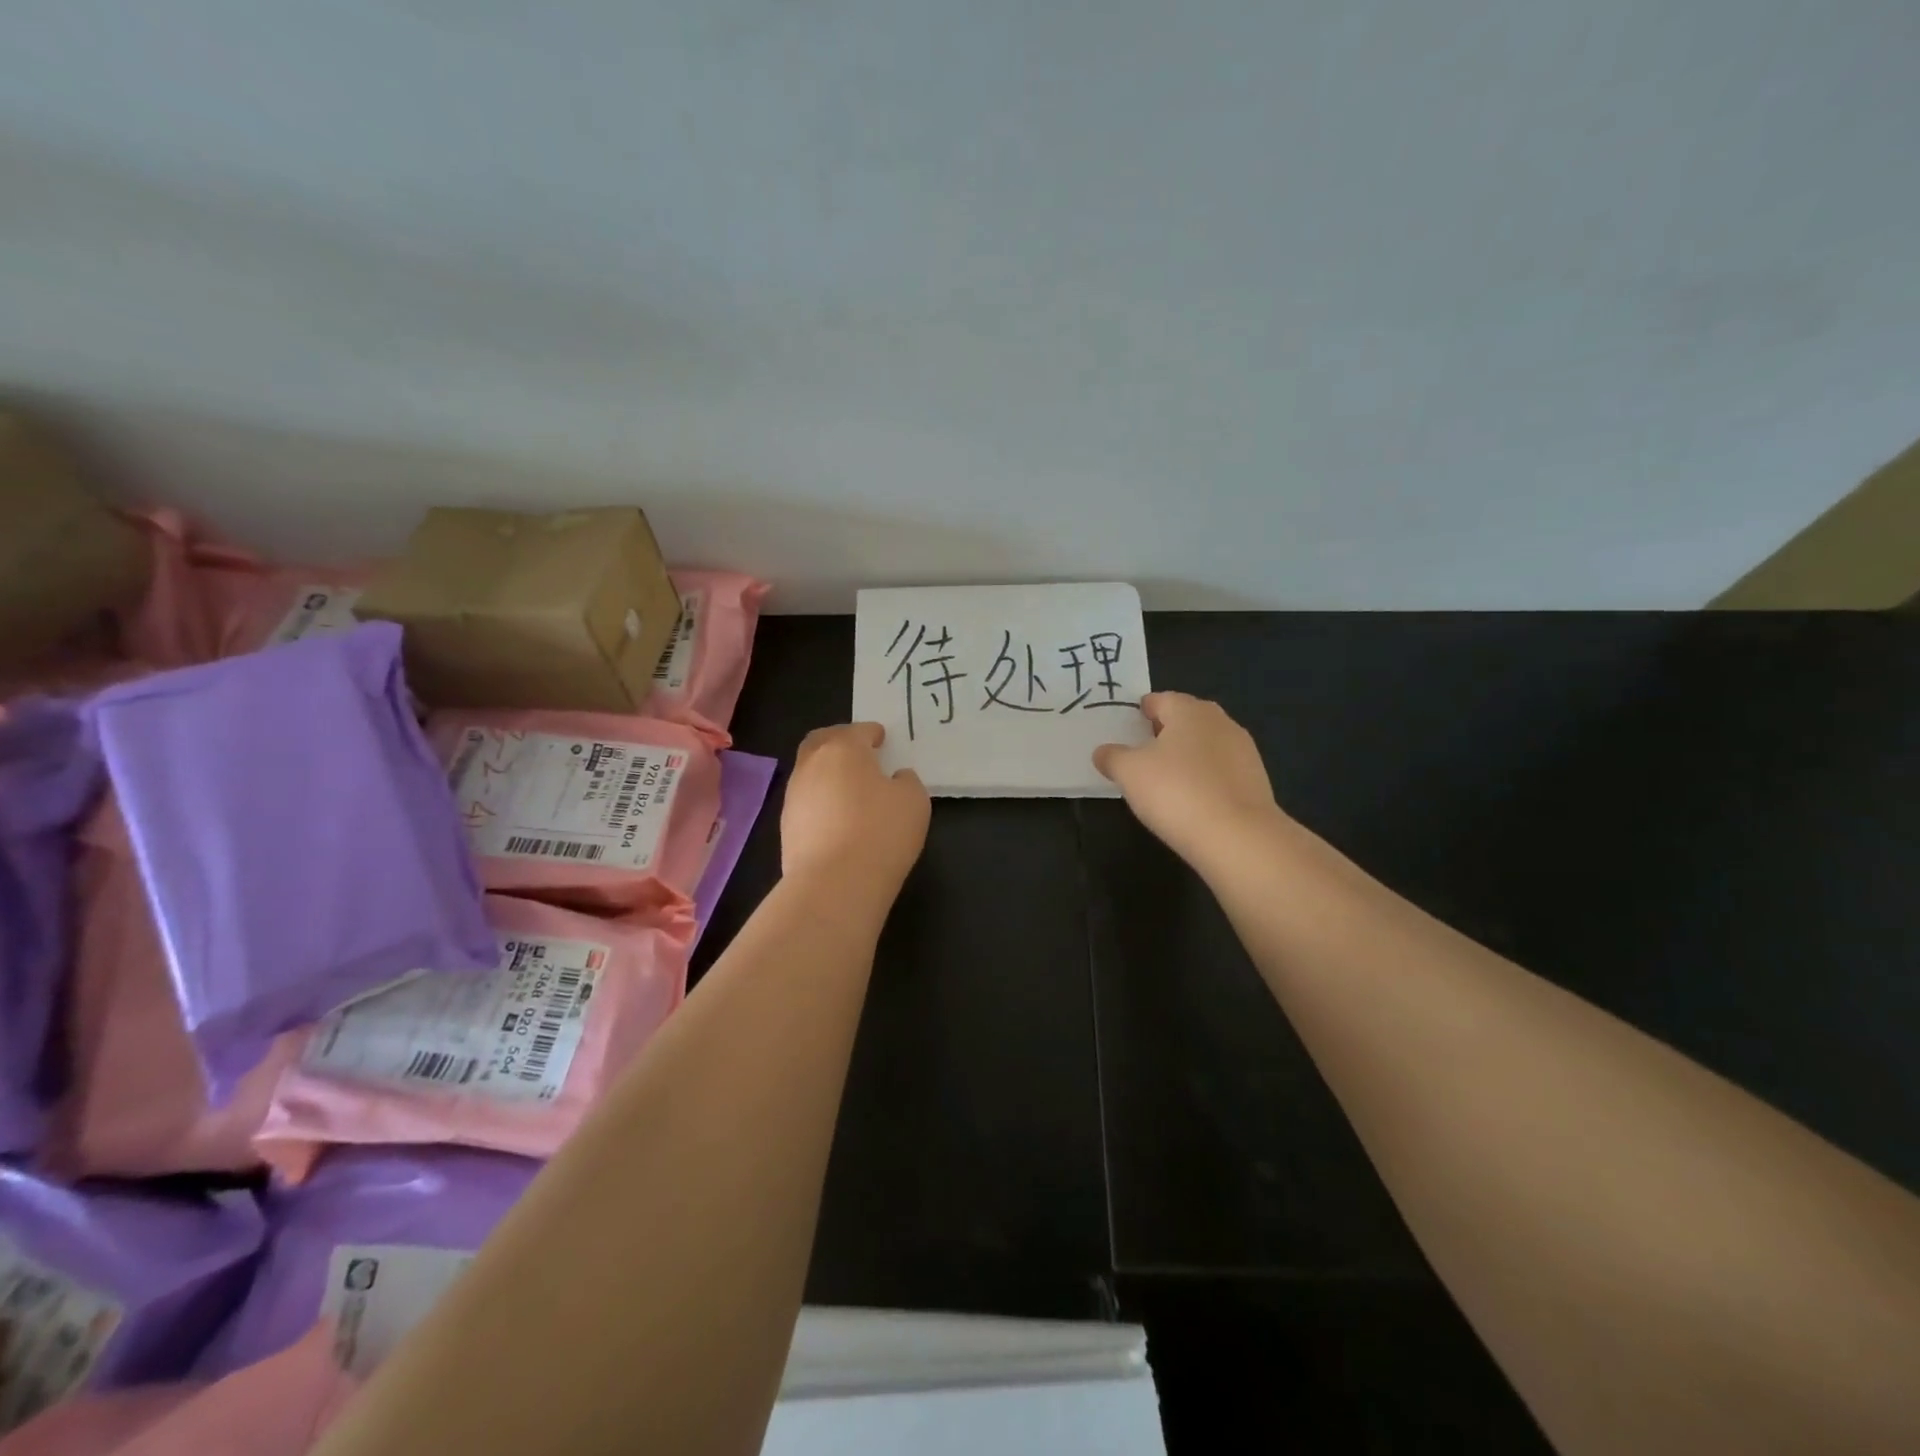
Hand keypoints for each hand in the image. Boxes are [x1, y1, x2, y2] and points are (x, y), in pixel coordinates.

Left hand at [782, 723, 930, 899]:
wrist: (834, 884)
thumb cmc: (881, 832)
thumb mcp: (914, 801)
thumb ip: (906, 782)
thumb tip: (895, 778)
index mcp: (844, 749)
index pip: (858, 731)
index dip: (871, 732)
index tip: (881, 738)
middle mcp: (812, 765)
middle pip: (821, 742)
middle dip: (838, 741)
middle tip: (857, 751)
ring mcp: (794, 796)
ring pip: (809, 772)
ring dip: (827, 773)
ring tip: (848, 787)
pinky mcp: (786, 827)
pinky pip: (806, 802)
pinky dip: (820, 800)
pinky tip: (837, 816)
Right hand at [1093, 692, 1279, 868]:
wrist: (1237, 837)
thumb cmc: (1176, 791)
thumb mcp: (1129, 773)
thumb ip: (1112, 757)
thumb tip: (1103, 752)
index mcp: (1190, 711)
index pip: (1162, 699)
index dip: (1143, 709)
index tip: (1130, 723)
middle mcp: (1221, 723)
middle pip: (1187, 719)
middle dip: (1167, 730)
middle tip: (1144, 749)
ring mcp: (1244, 752)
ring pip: (1207, 745)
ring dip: (1188, 754)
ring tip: (1166, 777)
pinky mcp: (1256, 781)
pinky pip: (1221, 770)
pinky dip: (1205, 777)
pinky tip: (1193, 798)